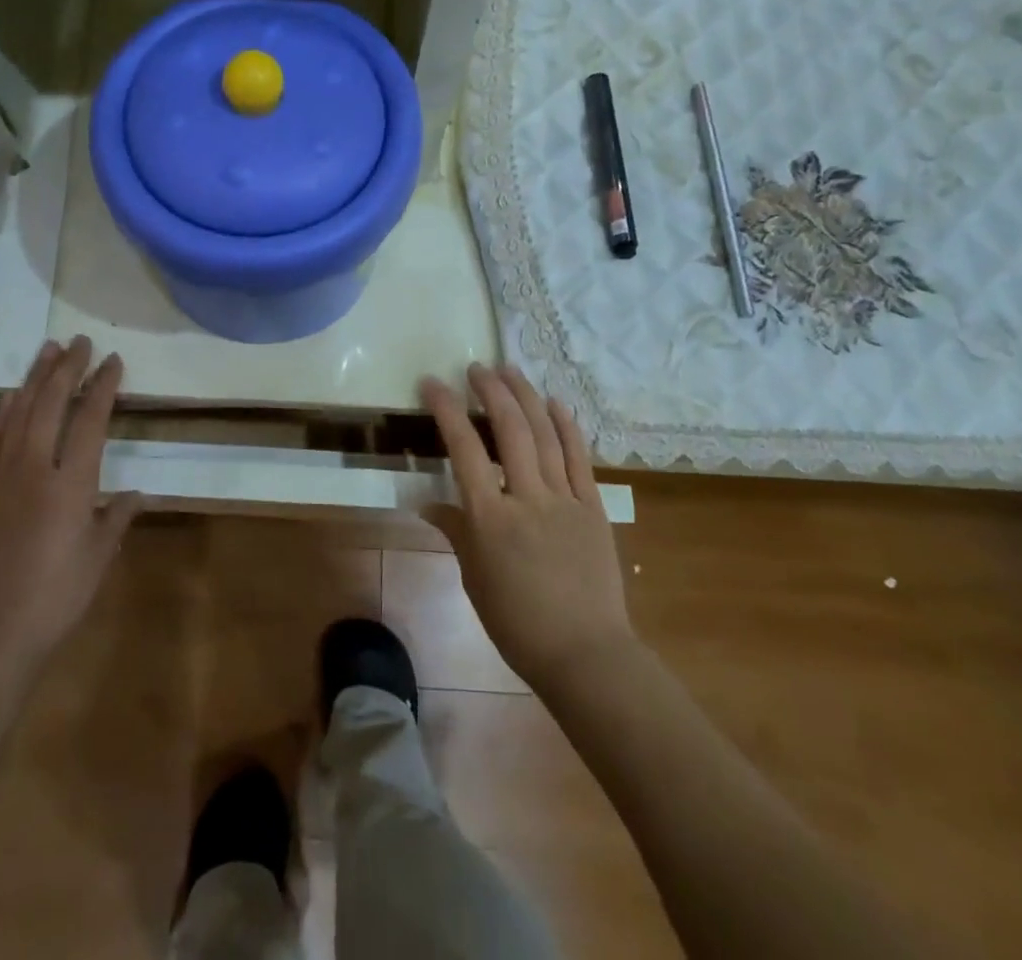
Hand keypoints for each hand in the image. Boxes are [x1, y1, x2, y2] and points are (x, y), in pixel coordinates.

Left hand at [0, 338, 139, 755]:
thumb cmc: (56, 599)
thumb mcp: (99, 558)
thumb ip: (117, 517)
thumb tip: (135, 493)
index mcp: (71, 486)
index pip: (90, 421)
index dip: (102, 387)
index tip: (113, 361)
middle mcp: (34, 471)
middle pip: (50, 406)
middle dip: (67, 369)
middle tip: (79, 342)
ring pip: (18, 415)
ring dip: (34, 380)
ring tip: (47, 351)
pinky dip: (3, 413)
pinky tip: (11, 397)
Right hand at [420, 364, 633, 693]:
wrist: (585, 653)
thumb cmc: (518, 623)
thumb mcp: (474, 579)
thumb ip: (455, 531)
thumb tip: (427, 502)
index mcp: (490, 519)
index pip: (464, 450)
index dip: (447, 410)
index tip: (432, 383)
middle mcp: (527, 499)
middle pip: (509, 430)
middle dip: (491, 391)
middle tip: (476, 367)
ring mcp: (564, 500)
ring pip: (544, 435)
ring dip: (526, 396)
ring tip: (510, 369)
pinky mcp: (593, 507)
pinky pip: (579, 458)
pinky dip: (567, 426)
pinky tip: (556, 402)